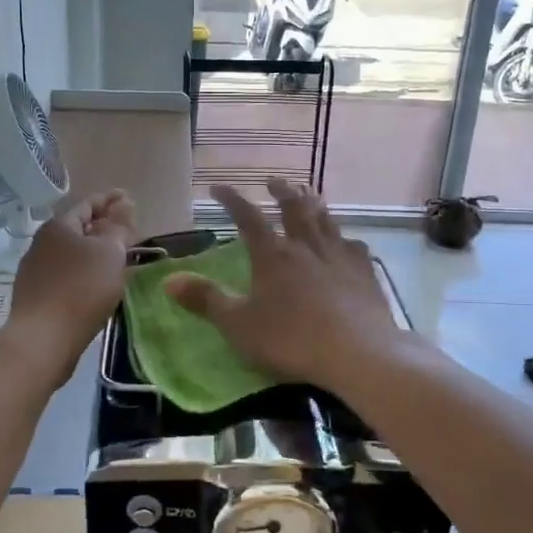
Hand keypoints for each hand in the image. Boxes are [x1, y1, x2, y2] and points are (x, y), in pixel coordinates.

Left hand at [5, 191, 136, 374]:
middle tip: (126, 230)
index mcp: (59, 226)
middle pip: (77, 227)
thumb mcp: (110, 253)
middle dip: (102, 226)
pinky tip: (96, 284)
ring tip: (115, 257)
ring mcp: (35, 270)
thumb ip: (119, 227)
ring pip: (71, 253)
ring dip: (93, 251)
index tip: (129, 198)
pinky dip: (84, 272)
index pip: (88, 203)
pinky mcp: (36, 296)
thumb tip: (123, 204)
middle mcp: (42, 243)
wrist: (44, 339)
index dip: (110, 199)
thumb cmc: (82, 289)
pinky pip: (66, 274)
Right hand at [164, 179, 399, 390]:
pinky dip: (345, 239)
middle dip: (281, 191)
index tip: (218, 187)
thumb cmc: (291, 339)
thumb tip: (168, 279)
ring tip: (309, 195)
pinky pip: (354, 246)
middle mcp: (306, 246)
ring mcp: (339, 256)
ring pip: (325, 220)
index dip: (231, 200)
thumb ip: (205, 300)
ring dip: (314, 204)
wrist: (357, 353)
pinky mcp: (365, 272)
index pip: (247, 217)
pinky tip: (347, 242)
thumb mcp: (238, 325)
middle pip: (293, 208)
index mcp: (272, 255)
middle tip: (273, 180)